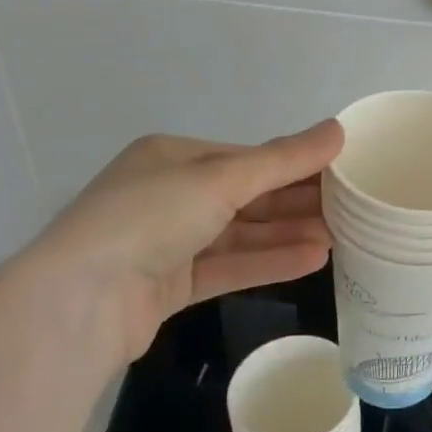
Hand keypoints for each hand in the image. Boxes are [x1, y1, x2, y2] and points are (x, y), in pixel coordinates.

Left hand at [17, 121, 343, 362]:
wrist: (79, 302)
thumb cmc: (149, 217)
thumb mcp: (221, 178)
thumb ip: (283, 159)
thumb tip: (338, 129)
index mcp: (173, 156)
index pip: (247, 157)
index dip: (295, 164)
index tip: (342, 171)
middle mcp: (170, 194)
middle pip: (247, 195)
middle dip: (297, 202)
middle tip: (352, 208)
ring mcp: (168, 242)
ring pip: (241, 234)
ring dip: (288, 233)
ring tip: (342, 237)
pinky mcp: (170, 284)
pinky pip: (229, 266)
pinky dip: (268, 262)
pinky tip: (313, 260)